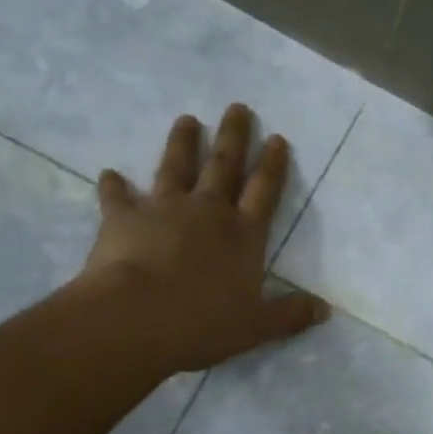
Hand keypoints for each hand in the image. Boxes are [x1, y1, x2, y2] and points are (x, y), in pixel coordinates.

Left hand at [78, 104, 328, 372]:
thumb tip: (324, 310)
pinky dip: (113, 185)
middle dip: (234, 136)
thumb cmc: (203, 323)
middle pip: (224, 166)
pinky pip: (117, 196)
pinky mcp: (123, 218)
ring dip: (182, 143)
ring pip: (176, 167)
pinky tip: (108, 173)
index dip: (272, 165)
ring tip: (186, 120)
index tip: (277, 138)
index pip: (264, 191)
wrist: (137, 318)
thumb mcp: (256, 325)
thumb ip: (290, 314)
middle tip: (237, 107)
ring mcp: (164, 209)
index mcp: (243, 234)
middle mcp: (207, 211)